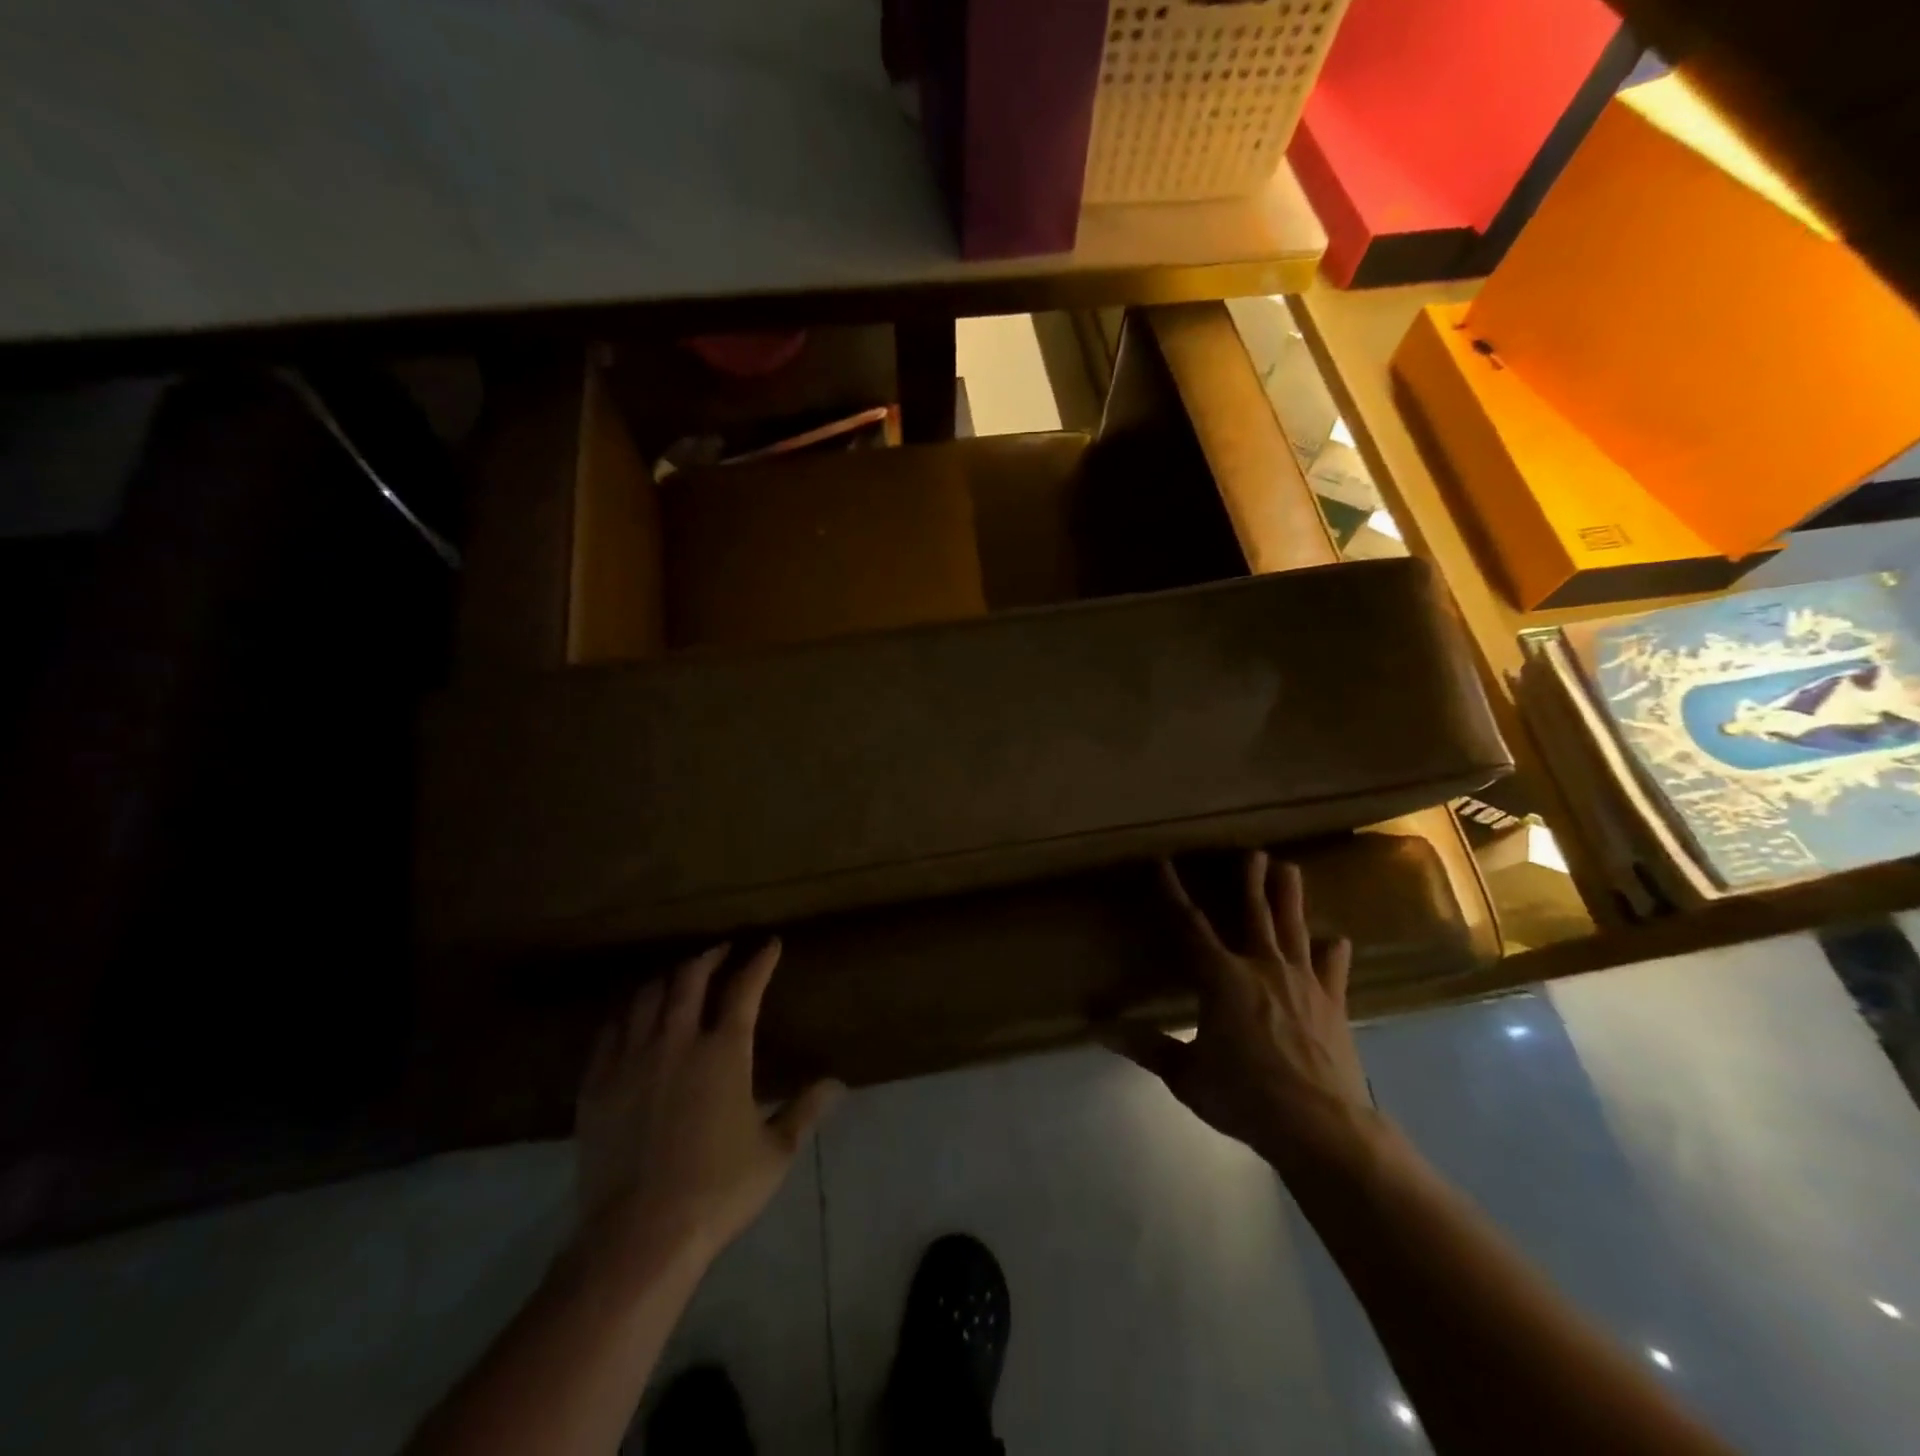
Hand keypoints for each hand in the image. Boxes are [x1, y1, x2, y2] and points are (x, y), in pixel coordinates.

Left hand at [575, 939, 841, 1268]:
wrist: (638, 1237)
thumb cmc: (717, 1191)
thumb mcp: (774, 1153)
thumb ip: (804, 1110)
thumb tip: (837, 1083)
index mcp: (724, 1052)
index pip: (744, 989)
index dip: (759, 961)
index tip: (770, 945)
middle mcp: (677, 1042)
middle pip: (690, 979)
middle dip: (709, 956)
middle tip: (721, 950)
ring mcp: (632, 1060)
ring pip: (647, 997)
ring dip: (668, 978)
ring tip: (679, 976)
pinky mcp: (597, 1084)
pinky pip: (609, 1031)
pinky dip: (627, 1013)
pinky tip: (632, 1016)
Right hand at [1103, 851, 1380, 1175]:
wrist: (1320, 1126)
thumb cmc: (1245, 1095)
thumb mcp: (1186, 1075)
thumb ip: (1146, 1047)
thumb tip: (1098, 1030)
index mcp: (1222, 977)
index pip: (1190, 925)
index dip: (1174, 893)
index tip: (1164, 863)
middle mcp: (1262, 967)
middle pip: (1255, 913)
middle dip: (1251, 880)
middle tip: (1253, 851)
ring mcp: (1302, 981)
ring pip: (1294, 928)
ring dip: (1290, 896)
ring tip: (1289, 867)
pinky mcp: (1333, 1002)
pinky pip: (1333, 969)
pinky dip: (1333, 953)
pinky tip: (1337, 940)